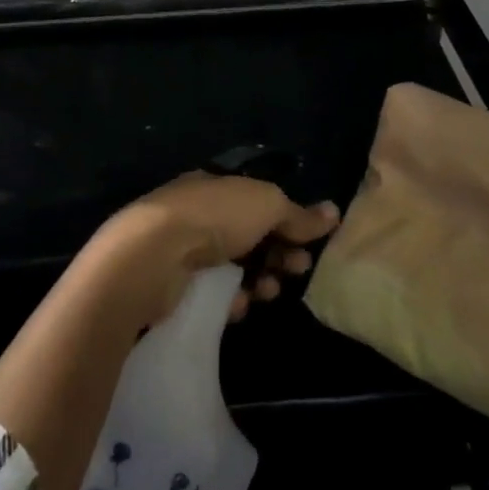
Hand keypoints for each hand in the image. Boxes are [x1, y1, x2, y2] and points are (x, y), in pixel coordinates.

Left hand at [93, 172, 339, 326]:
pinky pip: (215, 294)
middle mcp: (200, 214)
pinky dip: (232, 299)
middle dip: (280, 253)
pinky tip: (239, 303)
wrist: (154, 255)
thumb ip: (298, 213)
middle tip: (296, 269)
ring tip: (268, 291)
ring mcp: (186, 250)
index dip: (289, 220)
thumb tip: (333, 212)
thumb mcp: (266, 204)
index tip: (311, 242)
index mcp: (217, 186)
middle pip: (251, 236)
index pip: (259, 202)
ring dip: (261, 279)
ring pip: (236, 267)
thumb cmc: (215, 216)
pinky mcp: (177, 285)